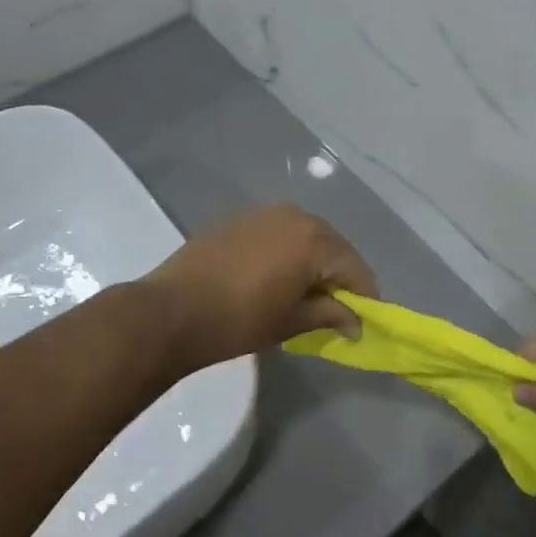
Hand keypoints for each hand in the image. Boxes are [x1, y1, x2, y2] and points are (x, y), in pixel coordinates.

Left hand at [145, 205, 377, 373]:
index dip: (365, 297)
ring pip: (305, 237)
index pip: (355, 268)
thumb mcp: (291, 322)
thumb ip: (330, 315)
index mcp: (314, 239)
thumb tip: (356, 323)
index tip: (363, 323)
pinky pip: (278, 234)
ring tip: (305, 294)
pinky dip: (287, 253)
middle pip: (332, 247)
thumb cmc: (238, 320)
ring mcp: (264, 213)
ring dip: (312, 263)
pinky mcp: (240, 218)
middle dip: (339, 277)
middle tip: (336, 310)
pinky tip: (275, 277)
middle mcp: (295, 215)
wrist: (170, 310)